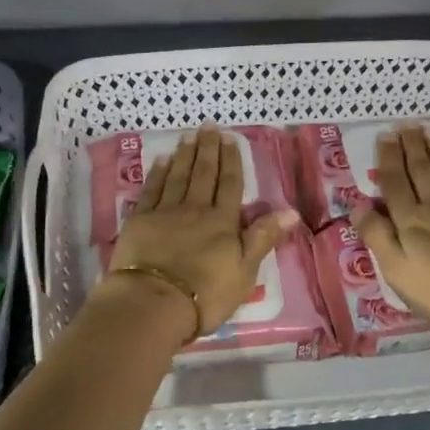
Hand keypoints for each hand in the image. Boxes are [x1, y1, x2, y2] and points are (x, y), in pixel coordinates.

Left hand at [102, 125, 298, 338]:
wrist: (154, 302)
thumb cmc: (205, 295)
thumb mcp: (245, 272)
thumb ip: (263, 238)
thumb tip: (290, 211)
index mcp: (223, 223)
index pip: (230, 185)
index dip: (232, 161)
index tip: (230, 139)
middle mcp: (195, 210)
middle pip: (203, 174)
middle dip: (208, 149)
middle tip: (209, 126)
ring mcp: (165, 213)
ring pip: (178, 176)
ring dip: (184, 155)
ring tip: (188, 135)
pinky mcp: (139, 221)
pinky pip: (151, 190)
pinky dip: (157, 173)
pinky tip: (161, 160)